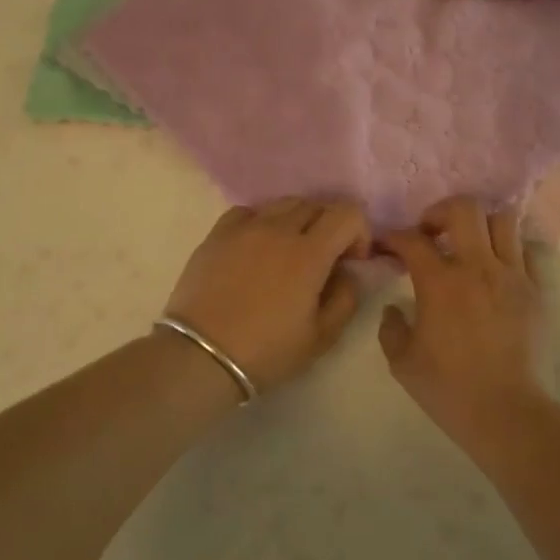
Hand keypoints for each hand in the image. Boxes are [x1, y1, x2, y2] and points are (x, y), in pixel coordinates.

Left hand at [163, 198, 370, 391]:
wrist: (201, 356)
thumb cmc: (266, 351)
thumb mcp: (321, 337)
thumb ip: (345, 298)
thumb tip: (347, 272)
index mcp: (309, 253)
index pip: (347, 213)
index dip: (358, 232)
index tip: (351, 260)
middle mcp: (278, 229)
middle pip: (316, 205)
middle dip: (329, 227)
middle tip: (324, 259)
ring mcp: (244, 228)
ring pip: (283, 204)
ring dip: (298, 221)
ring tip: (289, 252)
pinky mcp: (217, 234)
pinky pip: (248, 212)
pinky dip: (262, 222)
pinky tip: (257, 247)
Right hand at [377, 197, 547, 424]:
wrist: (509, 414)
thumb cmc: (450, 390)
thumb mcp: (402, 363)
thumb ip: (391, 329)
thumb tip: (395, 309)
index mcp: (440, 283)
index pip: (412, 240)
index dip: (394, 236)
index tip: (387, 245)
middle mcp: (478, 268)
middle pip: (463, 209)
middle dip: (441, 212)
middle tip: (431, 233)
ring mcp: (514, 276)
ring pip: (503, 221)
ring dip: (480, 225)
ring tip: (469, 245)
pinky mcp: (538, 292)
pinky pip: (528, 252)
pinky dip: (511, 250)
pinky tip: (498, 270)